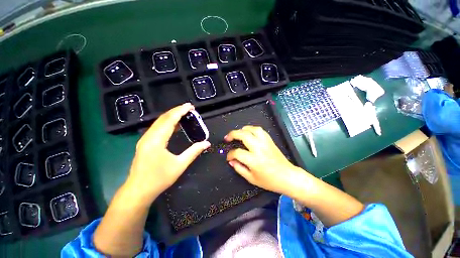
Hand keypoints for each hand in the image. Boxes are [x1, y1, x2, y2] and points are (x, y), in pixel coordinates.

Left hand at [126, 103, 210, 202]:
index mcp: (156, 140)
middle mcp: (148, 136)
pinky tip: (175, 125)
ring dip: (171, 116)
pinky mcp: (145, 143)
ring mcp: (145, 139)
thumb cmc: (159, 179)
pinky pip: (157, 128)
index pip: (169, 120)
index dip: (180, 111)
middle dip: (176, 111)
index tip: (190, 106)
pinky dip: (167, 123)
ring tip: (184, 114)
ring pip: (159, 122)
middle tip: (189, 108)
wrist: (138, 191)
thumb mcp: (179, 165)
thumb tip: (206, 143)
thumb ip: (194, 152)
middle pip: (163, 118)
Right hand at [225, 125, 303, 194]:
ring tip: (238, 133)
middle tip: (227, 138)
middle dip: (232, 134)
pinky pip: (260, 130)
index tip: (229, 157)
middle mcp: (259, 148)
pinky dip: (252, 129)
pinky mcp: (270, 141)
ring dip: (243, 129)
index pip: (237, 152)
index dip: (230, 154)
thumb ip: (239, 169)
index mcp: (254, 160)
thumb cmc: (270, 181)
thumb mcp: (251, 178)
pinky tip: (249, 133)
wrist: (288, 177)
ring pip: (252, 129)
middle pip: (243, 135)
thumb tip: (231, 161)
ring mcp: (265, 143)